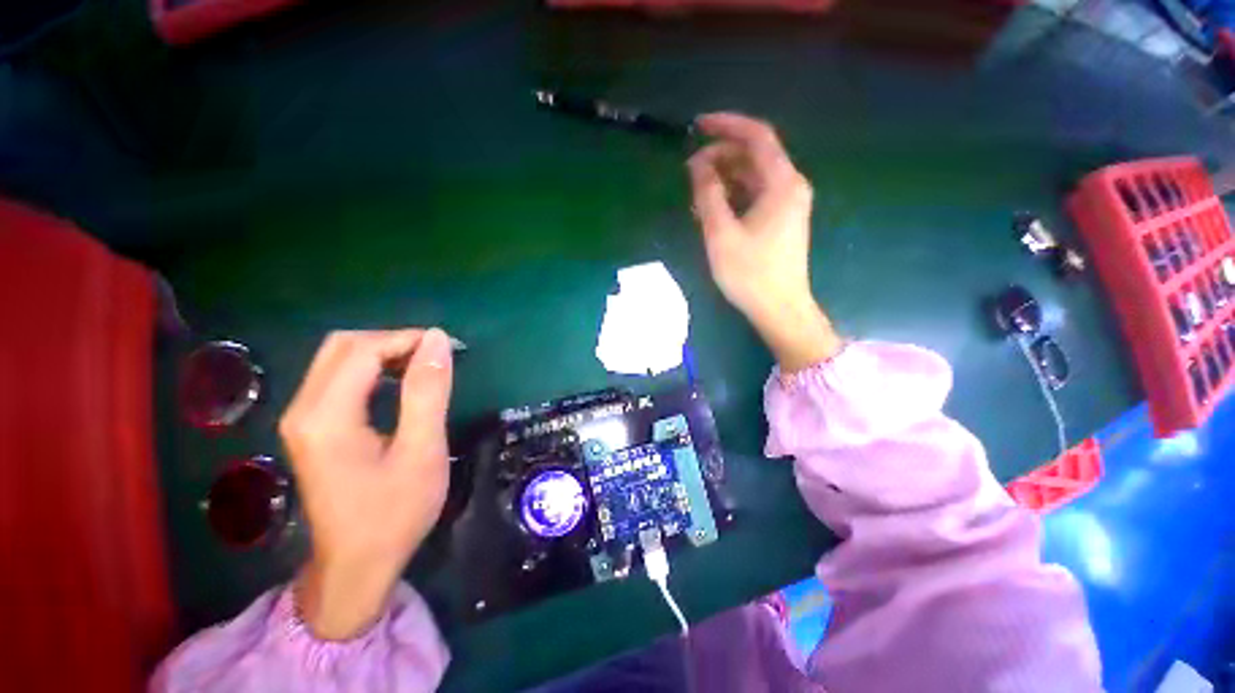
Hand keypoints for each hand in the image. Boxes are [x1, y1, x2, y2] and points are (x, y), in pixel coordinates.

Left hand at [280, 328, 453, 639]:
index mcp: (326, 417)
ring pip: (339, 359)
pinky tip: (400, 383)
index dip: (407, 339)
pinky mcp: (311, 428)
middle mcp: (303, 410)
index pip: (363, 350)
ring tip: (424, 367)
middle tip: (436, 357)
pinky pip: (339, 378)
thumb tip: (437, 341)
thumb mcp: (422, 451)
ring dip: (385, 353)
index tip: (448, 348)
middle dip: (394, 341)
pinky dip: (374, 369)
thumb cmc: (394, 512)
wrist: (356, 565)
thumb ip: (428, 392)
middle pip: (343, 346)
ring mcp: (302, 419)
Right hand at [688, 113, 842, 371]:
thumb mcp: (721, 233)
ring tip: (696, 193)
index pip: (757, 136)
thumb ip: (708, 194)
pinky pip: (755, 196)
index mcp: (781, 183)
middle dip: (720, 156)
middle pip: (754, 156)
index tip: (697, 125)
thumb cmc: (750, 273)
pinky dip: (733, 196)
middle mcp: (790, 186)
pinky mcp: (780, 221)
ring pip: (753, 177)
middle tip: (689, 171)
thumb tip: (696, 165)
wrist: (779, 309)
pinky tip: (712, 209)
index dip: (727, 125)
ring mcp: (787, 205)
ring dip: (724, 178)